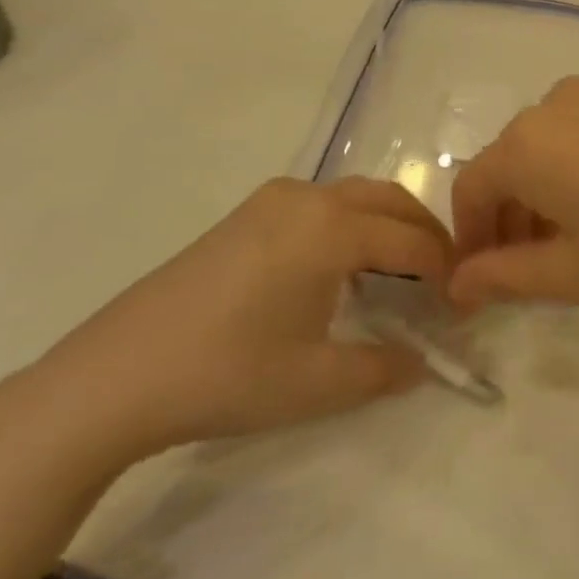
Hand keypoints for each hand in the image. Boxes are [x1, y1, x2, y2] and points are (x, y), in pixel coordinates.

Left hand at [14, 178, 452, 471]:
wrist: (118, 374)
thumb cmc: (228, 374)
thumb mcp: (319, 381)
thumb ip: (385, 368)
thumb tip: (423, 363)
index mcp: (331, 227)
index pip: (412, 240)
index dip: (445, 271)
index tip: (461, 305)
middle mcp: (307, 197)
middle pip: (389, 200)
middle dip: (424, 235)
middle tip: (441, 281)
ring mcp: (271, 201)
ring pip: (354, 197)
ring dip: (387, 226)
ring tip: (399, 277)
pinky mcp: (246, 215)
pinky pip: (320, 206)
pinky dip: (350, 226)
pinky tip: (341, 272)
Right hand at [449, 78, 578, 314]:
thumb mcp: (578, 274)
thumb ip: (505, 276)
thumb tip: (459, 283)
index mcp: (528, 142)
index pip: (471, 188)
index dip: (471, 238)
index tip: (485, 280)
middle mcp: (559, 103)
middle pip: (512, 162)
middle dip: (511, 216)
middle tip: (536, 269)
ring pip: (555, 144)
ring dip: (550, 191)